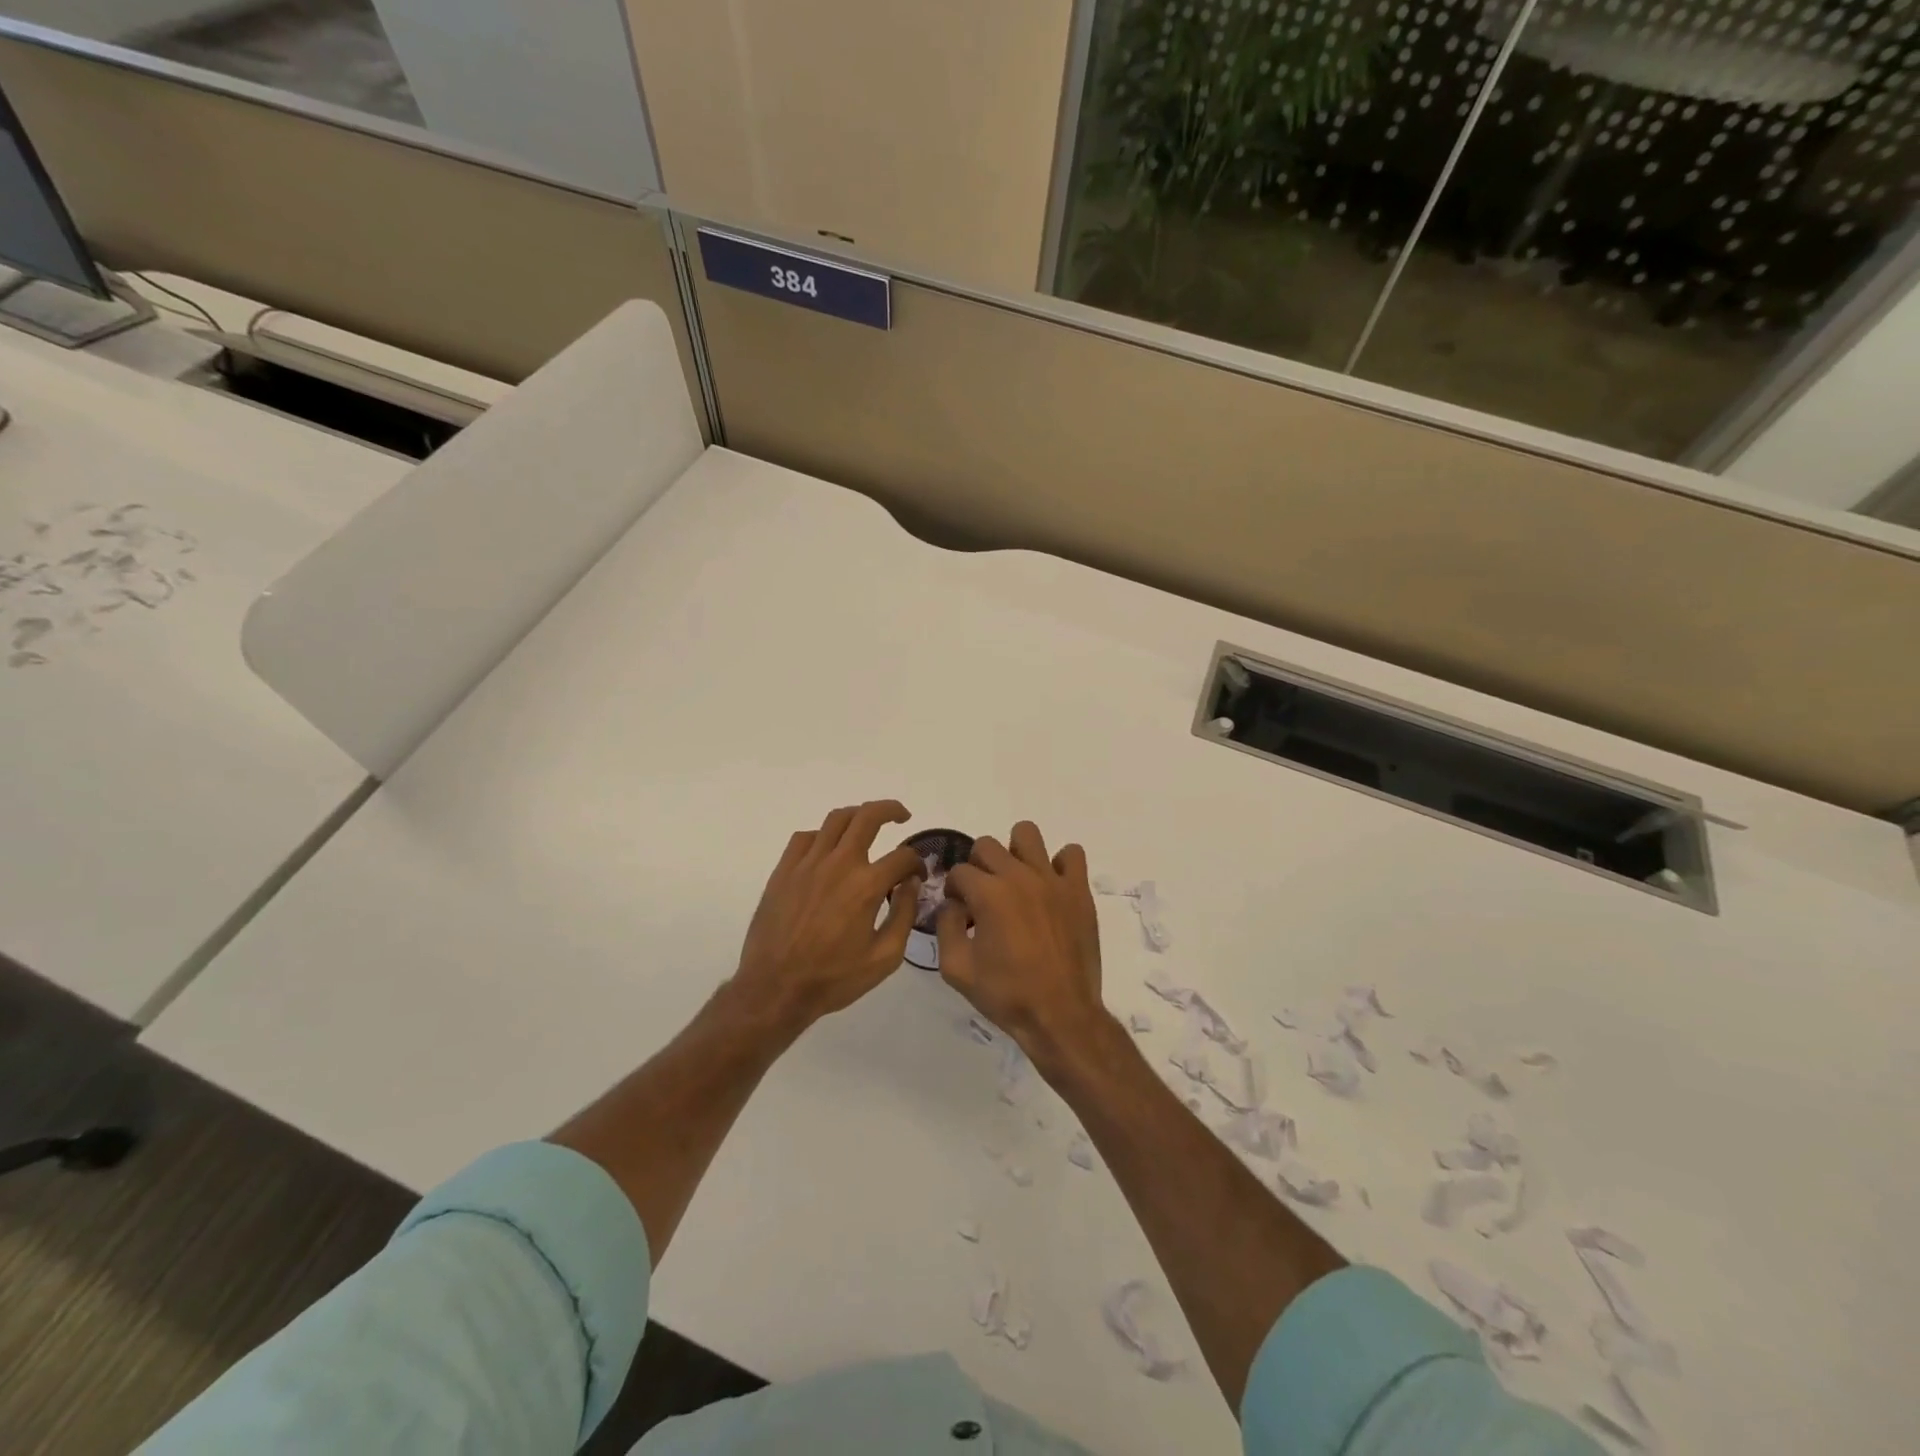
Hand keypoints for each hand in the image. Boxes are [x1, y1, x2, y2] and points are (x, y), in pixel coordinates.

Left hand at [733, 800, 924, 1028]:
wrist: (775, 989)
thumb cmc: (833, 978)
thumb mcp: (884, 958)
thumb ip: (903, 915)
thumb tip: (911, 883)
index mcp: (866, 885)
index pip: (903, 856)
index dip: (917, 863)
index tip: (917, 875)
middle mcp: (838, 864)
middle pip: (868, 816)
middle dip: (891, 810)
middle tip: (902, 816)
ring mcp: (807, 863)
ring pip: (836, 819)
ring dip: (857, 816)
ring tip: (867, 825)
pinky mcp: (784, 870)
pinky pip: (805, 837)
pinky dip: (823, 835)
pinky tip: (828, 850)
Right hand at [938, 821, 1106, 1068]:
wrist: (1061, 1014)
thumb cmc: (1006, 994)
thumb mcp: (956, 969)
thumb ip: (946, 927)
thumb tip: (953, 905)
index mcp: (989, 894)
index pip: (959, 871)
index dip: (953, 890)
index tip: (961, 912)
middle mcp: (1019, 877)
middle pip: (987, 846)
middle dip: (977, 867)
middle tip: (984, 898)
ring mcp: (1052, 880)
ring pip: (1027, 834)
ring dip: (1015, 852)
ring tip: (1016, 882)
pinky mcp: (1078, 890)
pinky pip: (1072, 854)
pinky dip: (1059, 864)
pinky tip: (1051, 888)